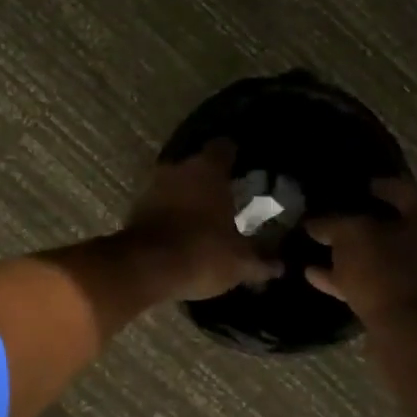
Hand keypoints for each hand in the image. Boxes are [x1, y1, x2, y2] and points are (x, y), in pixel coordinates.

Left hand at [122, 140, 282, 301]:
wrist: (144, 270)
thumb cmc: (202, 253)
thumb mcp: (241, 263)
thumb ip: (262, 261)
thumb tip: (281, 265)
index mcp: (208, 169)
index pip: (225, 146)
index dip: (236, 155)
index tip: (245, 167)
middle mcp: (178, 168)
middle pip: (198, 165)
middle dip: (212, 179)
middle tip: (229, 197)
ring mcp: (152, 186)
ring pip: (176, 184)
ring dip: (188, 196)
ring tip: (205, 216)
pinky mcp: (135, 208)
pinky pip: (160, 203)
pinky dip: (170, 212)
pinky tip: (182, 229)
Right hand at [305, 177, 416, 324]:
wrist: (409, 333)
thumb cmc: (385, 271)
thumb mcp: (350, 237)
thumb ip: (332, 224)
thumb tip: (314, 222)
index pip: (403, 189)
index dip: (377, 185)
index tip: (355, 186)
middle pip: (395, 226)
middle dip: (363, 223)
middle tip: (335, 218)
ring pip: (384, 257)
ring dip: (353, 254)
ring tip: (318, 249)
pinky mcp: (413, 304)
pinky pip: (378, 283)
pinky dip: (351, 278)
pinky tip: (316, 275)